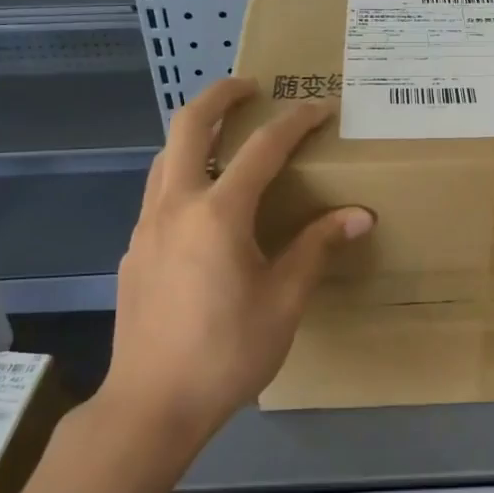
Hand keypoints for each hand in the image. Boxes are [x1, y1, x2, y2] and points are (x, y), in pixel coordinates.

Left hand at [91, 78, 372, 454]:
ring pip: (164, 157)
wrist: (151, 405)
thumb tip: (359, 215)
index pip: (262, 148)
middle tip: (250, 87)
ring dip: (194, 133)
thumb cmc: (227, 353)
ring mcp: (146, 227)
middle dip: (219, 96)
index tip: (319, 107)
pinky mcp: (133, 251)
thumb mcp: (284, 301)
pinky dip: (182, 174)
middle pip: (186, 126)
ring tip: (226, 137)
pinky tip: (204, 207)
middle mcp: (175, 206)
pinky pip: (158, 193)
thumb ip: (317, 248)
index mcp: (218, 213)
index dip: (295, 122)